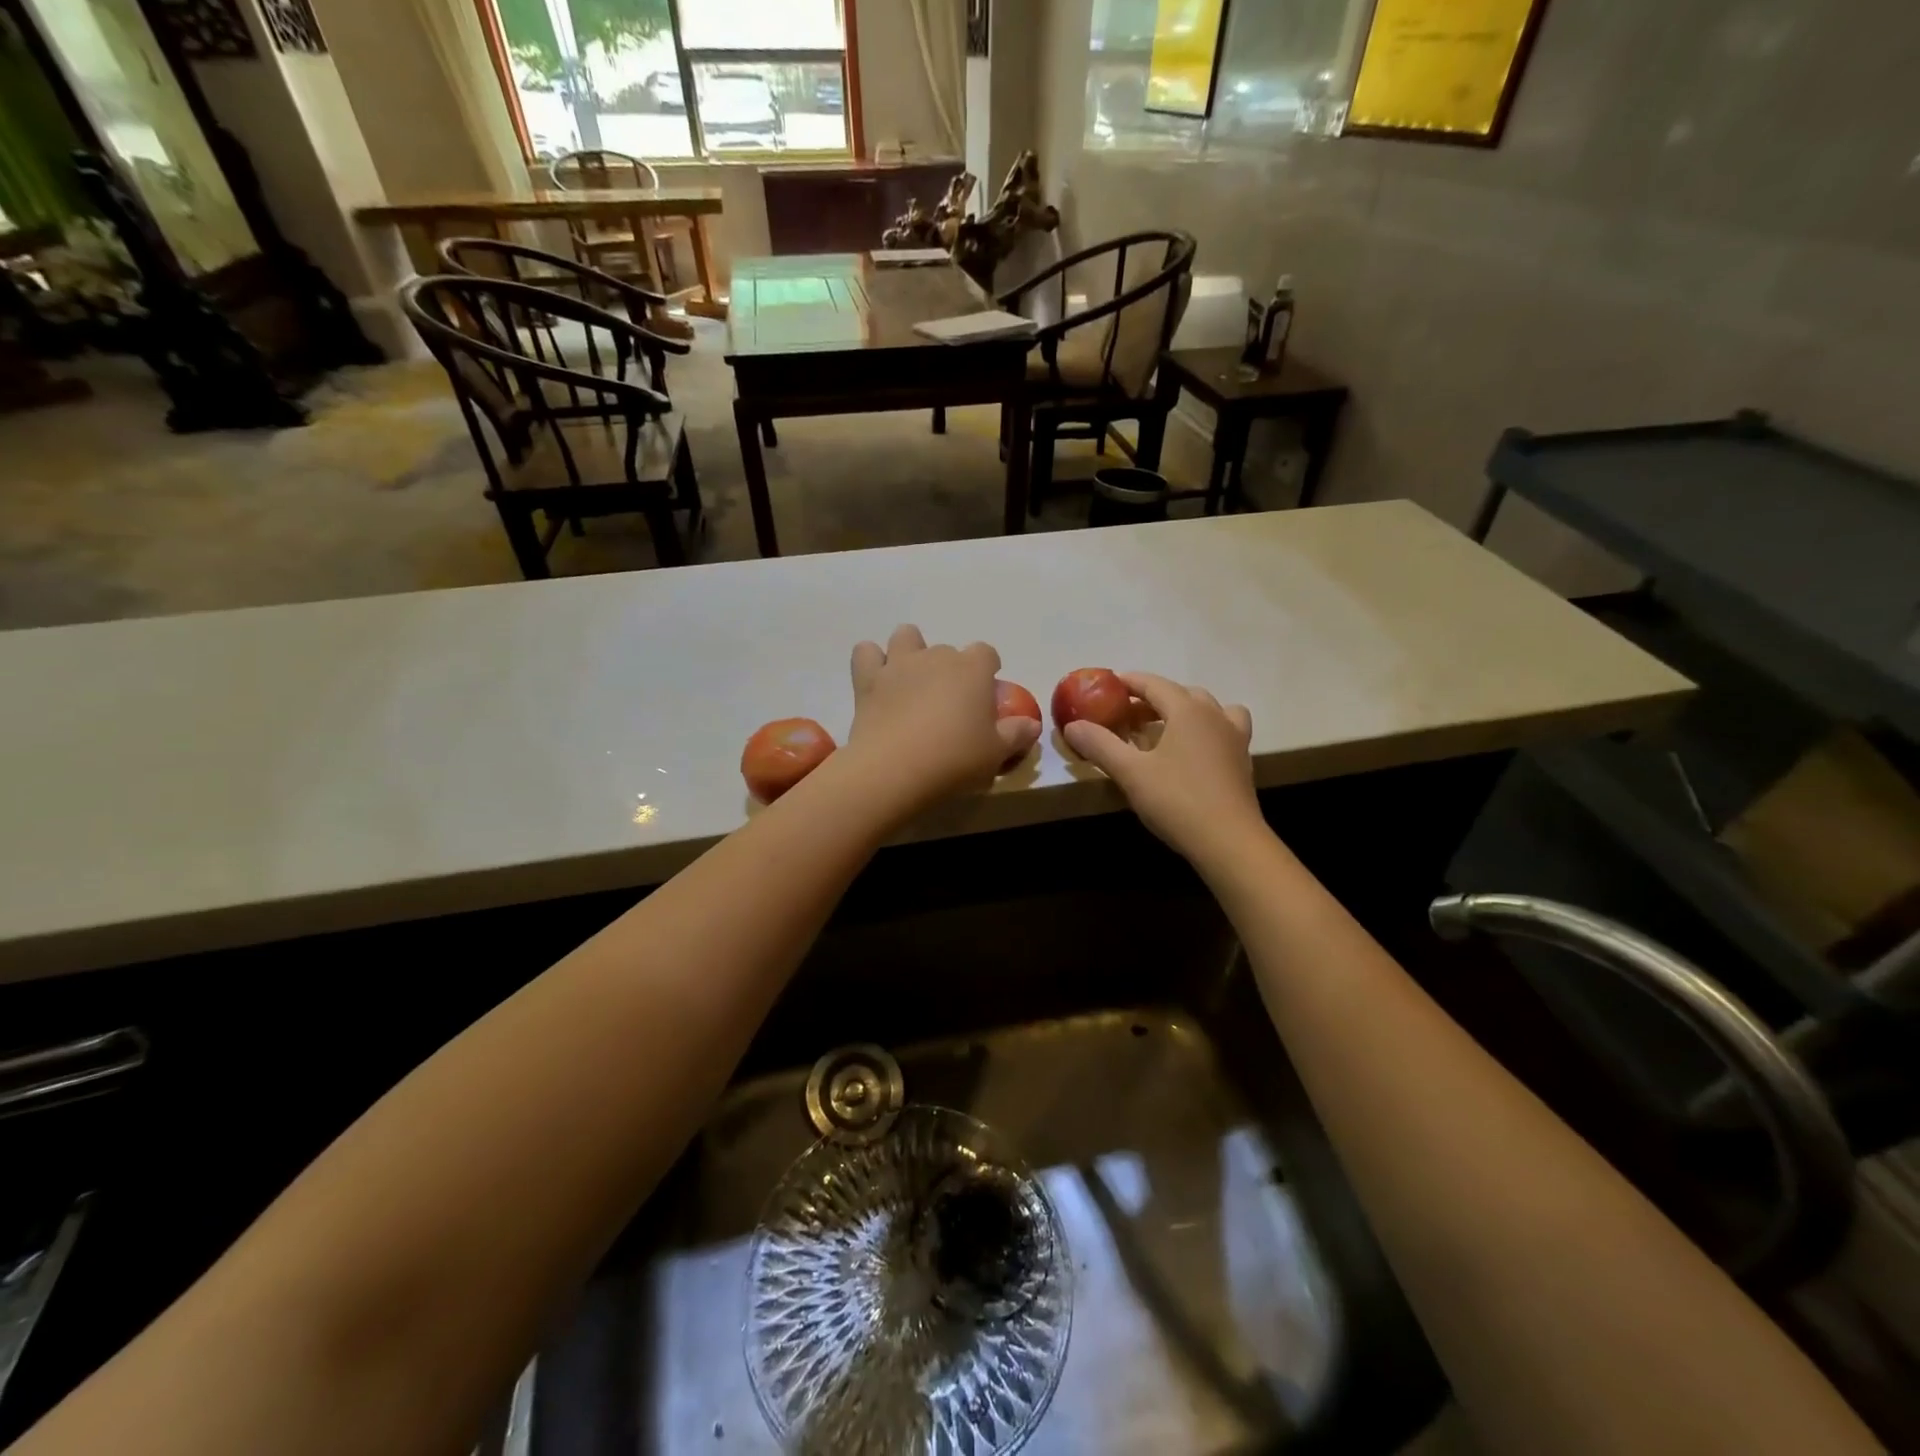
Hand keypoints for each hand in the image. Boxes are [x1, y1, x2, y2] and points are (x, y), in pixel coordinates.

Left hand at [843, 625, 1040, 816]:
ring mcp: (899, 664)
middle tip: (949, 703)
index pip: (986, 653)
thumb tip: (1031, 725)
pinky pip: (866, 653)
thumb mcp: (995, 754)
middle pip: (947, 650)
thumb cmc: (955, 759)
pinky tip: (877, 681)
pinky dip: (871, 661)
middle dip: (950, 669)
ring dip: (910, 651)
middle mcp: (936, 657)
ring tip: (912, 680)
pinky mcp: (867, 680)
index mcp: (972, 669)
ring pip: (906, 636)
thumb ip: (1016, 735)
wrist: (895, 769)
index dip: (987, 669)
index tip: (985, 693)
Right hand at [1062, 673, 1263, 867]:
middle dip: (1153, 698)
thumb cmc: (1177, 800)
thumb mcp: (1130, 773)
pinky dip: (1205, 729)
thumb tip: (1072, 726)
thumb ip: (1100, 745)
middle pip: (1182, 694)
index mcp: (1187, 710)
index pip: (1154, 684)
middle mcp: (1214, 715)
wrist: (1229, 842)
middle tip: (1128, 713)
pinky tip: (1191, 751)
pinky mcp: (1242, 761)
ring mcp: (1234, 738)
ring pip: (1209, 709)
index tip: (1109, 684)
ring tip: (1165, 727)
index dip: (1130, 682)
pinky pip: (1223, 730)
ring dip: (1185, 710)